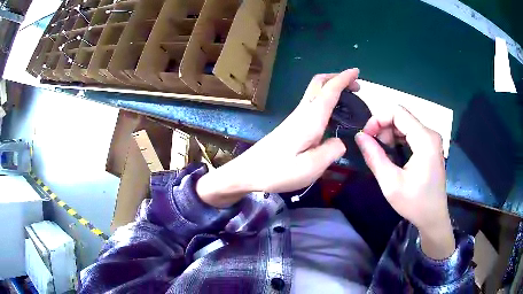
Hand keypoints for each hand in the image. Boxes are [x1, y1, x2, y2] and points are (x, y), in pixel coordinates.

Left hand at [196, 69, 359, 207]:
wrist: (248, 172)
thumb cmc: (278, 171)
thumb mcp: (312, 167)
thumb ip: (332, 151)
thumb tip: (340, 141)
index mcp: (311, 118)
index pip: (330, 89)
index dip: (344, 78)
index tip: (356, 71)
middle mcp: (303, 112)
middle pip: (319, 83)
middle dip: (338, 78)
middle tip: (355, 86)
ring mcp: (295, 117)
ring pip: (315, 91)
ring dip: (332, 88)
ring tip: (348, 99)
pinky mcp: (291, 125)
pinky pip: (312, 103)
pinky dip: (326, 99)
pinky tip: (332, 114)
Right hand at [355, 106, 454, 258]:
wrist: (433, 217)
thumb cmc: (414, 203)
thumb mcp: (390, 183)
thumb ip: (374, 157)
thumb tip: (359, 136)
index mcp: (425, 139)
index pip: (397, 112)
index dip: (378, 119)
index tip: (366, 136)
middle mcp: (430, 133)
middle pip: (401, 117)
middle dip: (383, 128)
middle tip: (373, 148)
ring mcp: (432, 140)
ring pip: (405, 124)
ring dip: (389, 134)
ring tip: (382, 154)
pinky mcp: (431, 146)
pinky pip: (411, 133)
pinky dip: (398, 140)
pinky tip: (393, 155)